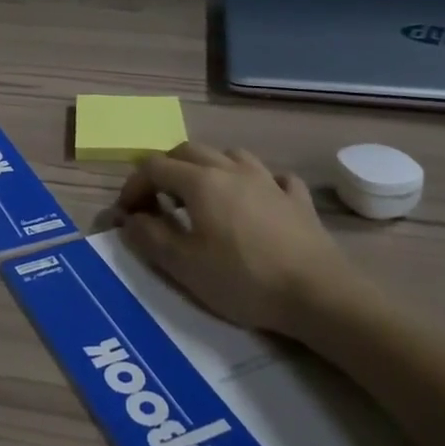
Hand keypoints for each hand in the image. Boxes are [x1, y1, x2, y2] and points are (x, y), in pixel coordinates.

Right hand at [114, 144, 371, 339]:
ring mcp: (268, 180)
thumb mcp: (184, 266)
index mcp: (200, 182)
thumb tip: (129, 219)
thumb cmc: (243, 279)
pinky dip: (256, 182)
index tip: (126, 213)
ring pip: (230, 155)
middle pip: (188, 151)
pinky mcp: (297, 199)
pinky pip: (272, 177)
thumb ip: (150, 237)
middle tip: (158, 202)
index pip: (154, 167)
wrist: (318, 294)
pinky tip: (256, 199)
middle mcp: (231, 169)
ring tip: (203, 196)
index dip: (133, 185)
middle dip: (165, 170)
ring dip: (208, 167)